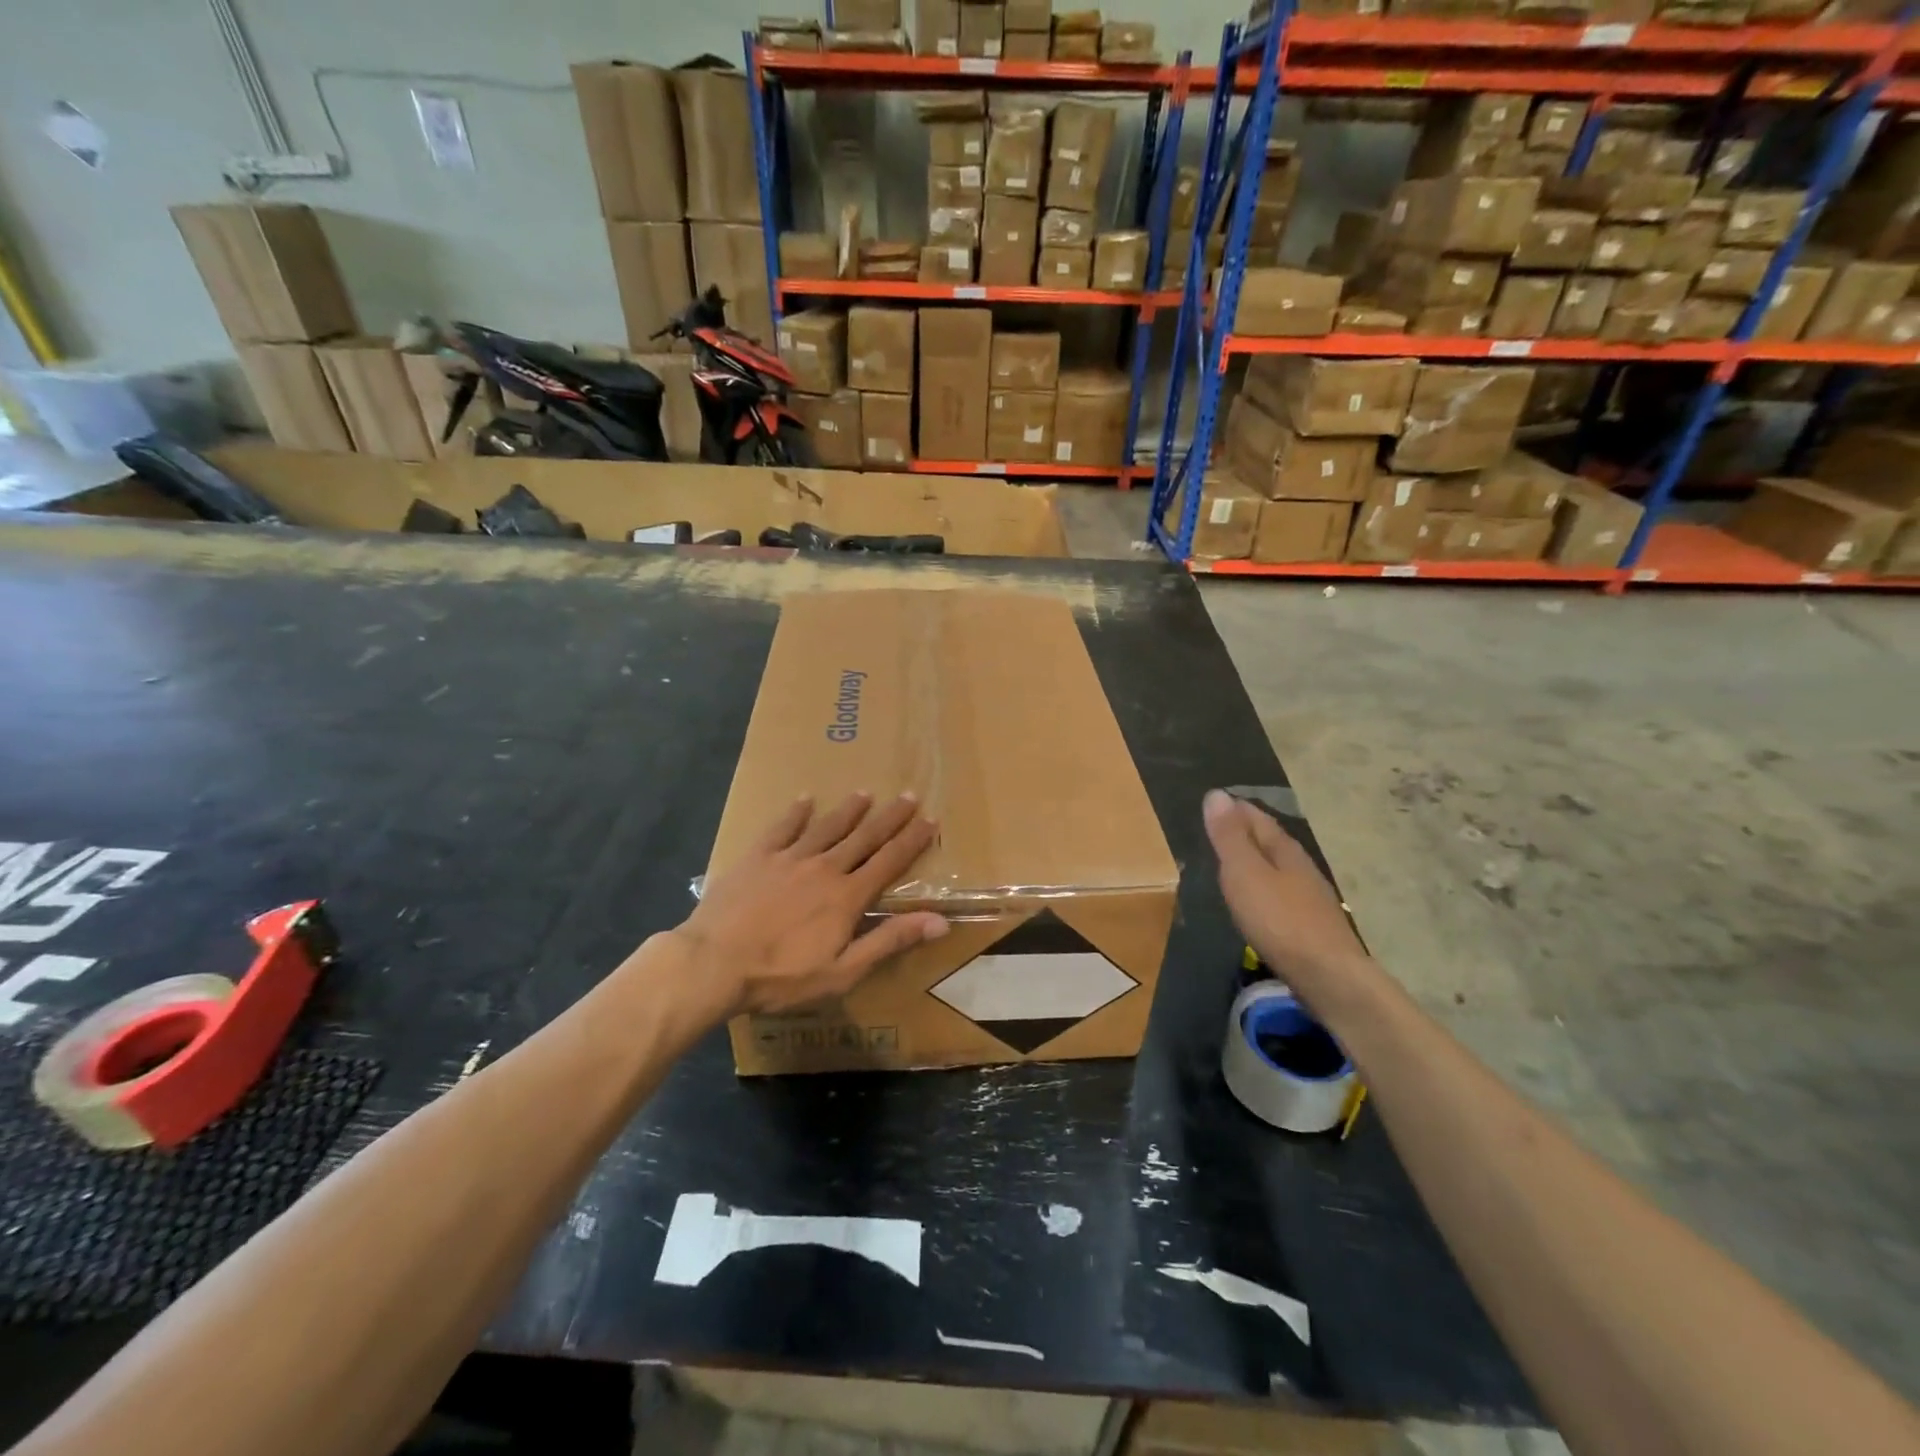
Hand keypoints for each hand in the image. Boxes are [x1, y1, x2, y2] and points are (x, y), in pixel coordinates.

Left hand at [676, 793, 947, 1017]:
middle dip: (890, 817)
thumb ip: (890, 941)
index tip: (930, 819)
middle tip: (909, 795)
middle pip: (864, 837)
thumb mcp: (843, 971)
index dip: (912, 840)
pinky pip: (782, 828)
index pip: (889, 861)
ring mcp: (789, 859)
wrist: (713, 964)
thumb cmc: (781, 976)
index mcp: (847, 896)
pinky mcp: (757, 858)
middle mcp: (824, 868)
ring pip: (827, 827)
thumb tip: (940, 921)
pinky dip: (796, 813)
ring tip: (865, 793)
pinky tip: (804, 800)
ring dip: (849, 810)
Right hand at [1204, 789, 1368, 1003]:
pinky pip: (1282, 893)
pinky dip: (1265, 886)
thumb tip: (1216, 794)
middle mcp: (1301, 867)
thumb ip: (1229, 837)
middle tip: (1222, 826)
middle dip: (1248, 831)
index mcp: (1284, 850)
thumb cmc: (1280, 920)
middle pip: (1272, 841)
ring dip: (1258, 860)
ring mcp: (1310, 898)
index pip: (1258, 818)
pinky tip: (1259, 900)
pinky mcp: (1312, 925)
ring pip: (1279, 867)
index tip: (1217, 801)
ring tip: (1235, 861)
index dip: (1237, 809)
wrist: (1329, 976)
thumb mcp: (1244, 873)